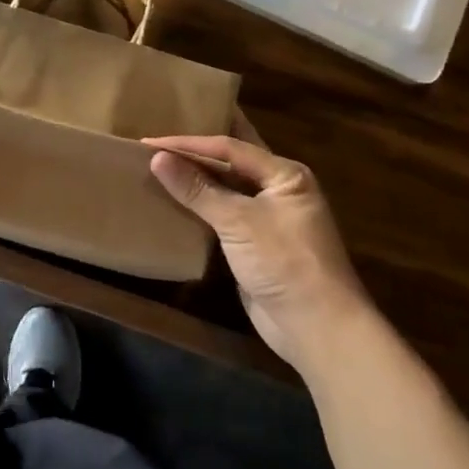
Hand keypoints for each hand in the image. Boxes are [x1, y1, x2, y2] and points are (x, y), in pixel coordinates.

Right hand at [146, 114, 368, 375]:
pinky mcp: (256, 243)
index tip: (150, 141)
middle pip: (231, 161)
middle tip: (158, 139)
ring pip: (226, 187)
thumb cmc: (285, 263)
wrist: (318, 329)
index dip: (188, 143)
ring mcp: (268, 217)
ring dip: (196, 179)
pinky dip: (200, 206)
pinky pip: (223, 214)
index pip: (230, 147)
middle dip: (197, 151)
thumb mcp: (239, 222)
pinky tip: (174, 201)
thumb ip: (198, 189)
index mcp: (284, 174)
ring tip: (159, 165)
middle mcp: (279, 189)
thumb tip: (156, 158)